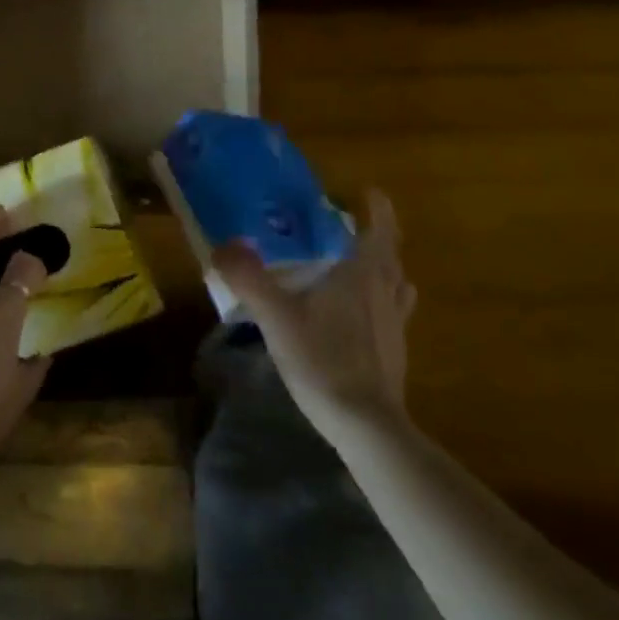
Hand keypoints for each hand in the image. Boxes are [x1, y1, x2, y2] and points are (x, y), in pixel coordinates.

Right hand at [210, 189, 416, 433]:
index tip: (370, 192)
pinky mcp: (394, 354)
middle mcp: (385, 294)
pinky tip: (359, 315)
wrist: (366, 427)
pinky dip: (380, 301)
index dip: (379, 209)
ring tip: (360, 265)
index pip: (380, 231)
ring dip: (384, 269)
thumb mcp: (276, 316)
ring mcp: (394, 326)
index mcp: (362, 275)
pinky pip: (392, 313)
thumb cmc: (324, 360)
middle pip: (390, 256)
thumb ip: (248, 278)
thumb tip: (223, 245)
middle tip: (352, 225)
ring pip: (395, 286)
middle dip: (377, 236)